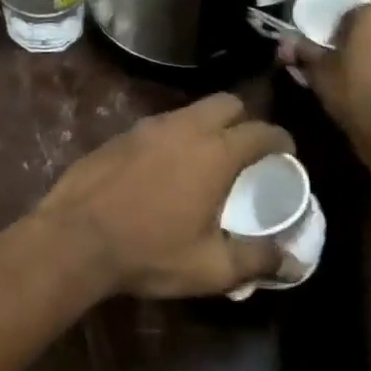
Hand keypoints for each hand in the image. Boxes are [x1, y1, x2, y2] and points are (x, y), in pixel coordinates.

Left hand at [34, 94, 289, 298]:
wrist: (77, 235)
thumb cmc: (150, 252)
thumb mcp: (211, 268)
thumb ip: (257, 260)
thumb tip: (294, 261)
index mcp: (214, 153)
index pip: (260, 131)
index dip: (280, 139)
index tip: (287, 152)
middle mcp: (184, 128)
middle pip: (226, 103)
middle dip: (244, 119)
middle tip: (248, 149)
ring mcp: (148, 126)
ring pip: (190, 110)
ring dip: (207, 125)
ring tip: (210, 158)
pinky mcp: (122, 133)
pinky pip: (161, 123)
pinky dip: (176, 135)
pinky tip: (169, 165)